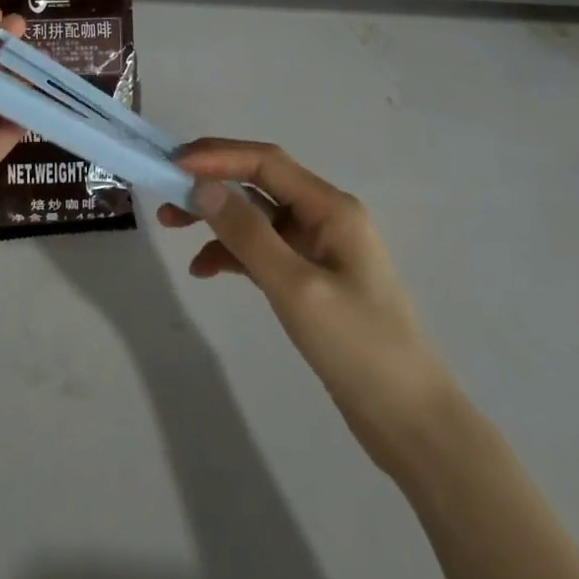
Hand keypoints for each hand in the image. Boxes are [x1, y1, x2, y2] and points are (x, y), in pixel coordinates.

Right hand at [160, 140, 451, 471]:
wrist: (411, 423)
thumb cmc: (359, 348)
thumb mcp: (296, 288)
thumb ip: (247, 234)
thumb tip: (203, 186)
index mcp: (330, 207)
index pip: (266, 161)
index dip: (217, 156)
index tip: (173, 164)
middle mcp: (324, 216)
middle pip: (258, 182)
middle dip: (212, 183)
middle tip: (166, 192)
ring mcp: (319, 248)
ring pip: (257, 216)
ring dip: (217, 218)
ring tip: (172, 226)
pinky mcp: (312, 279)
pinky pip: (264, 250)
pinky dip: (233, 253)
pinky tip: (205, 270)